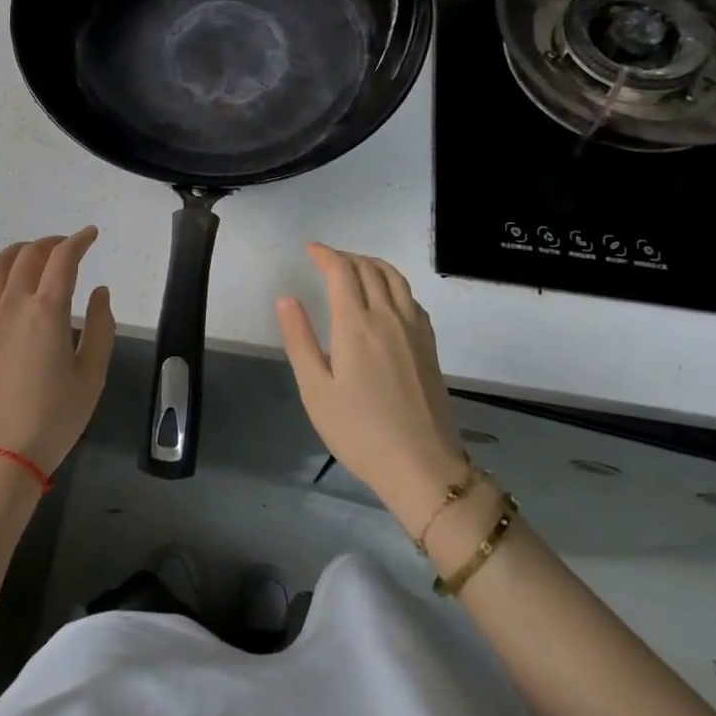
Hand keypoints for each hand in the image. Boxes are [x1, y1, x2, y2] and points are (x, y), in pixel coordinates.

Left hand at [0, 228, 115, 476]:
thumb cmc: (53, 420)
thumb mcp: (91, 376)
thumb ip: (99, 327)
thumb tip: (99, 292)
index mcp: (47, 311)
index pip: (63, 258)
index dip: (79, 240)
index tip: (91, 235)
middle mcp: (12, 304)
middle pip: (29, 255)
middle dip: (51, 242)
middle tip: (67, 246)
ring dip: (19, 252)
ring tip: (33, 255)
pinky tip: (2, 289)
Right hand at [276, 243, 469, 526]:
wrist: (422, 466)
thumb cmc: (359, 431)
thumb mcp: (315, 390)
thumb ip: (299, 339)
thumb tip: (286, 298)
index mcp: (356, 324)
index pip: (341, 271)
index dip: (325, 254)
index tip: (310, 249)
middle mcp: (388, 316)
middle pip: (369, 268)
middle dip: (345, 257)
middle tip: (326, 260)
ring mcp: (413, 329)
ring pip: (394, 278)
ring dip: (371, 264)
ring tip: (354, 268)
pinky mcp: (429, 344)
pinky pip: (410, 296)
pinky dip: (393, 283)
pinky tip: (385, 297)